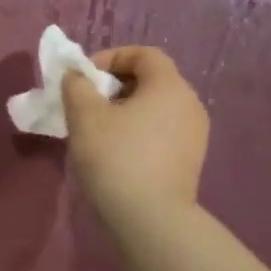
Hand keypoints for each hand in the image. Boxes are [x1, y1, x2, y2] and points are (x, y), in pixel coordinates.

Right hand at [61, 46, 209, 227]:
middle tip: (85, 103)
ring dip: (124, 109)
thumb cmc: (116, 157)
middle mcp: (189, 103)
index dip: (111, 57)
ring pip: (155, 107)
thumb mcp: (84, 116)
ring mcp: (194, 133)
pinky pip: (160, 130)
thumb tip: (77, 76)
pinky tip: (115, 152)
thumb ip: (77, 86)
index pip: (144, 54)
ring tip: (96, 129)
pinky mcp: (189, 158)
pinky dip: (136, 130)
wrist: (150, 217)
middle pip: (151, 80)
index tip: (83, 78)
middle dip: (114, 85)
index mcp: (169, 86)